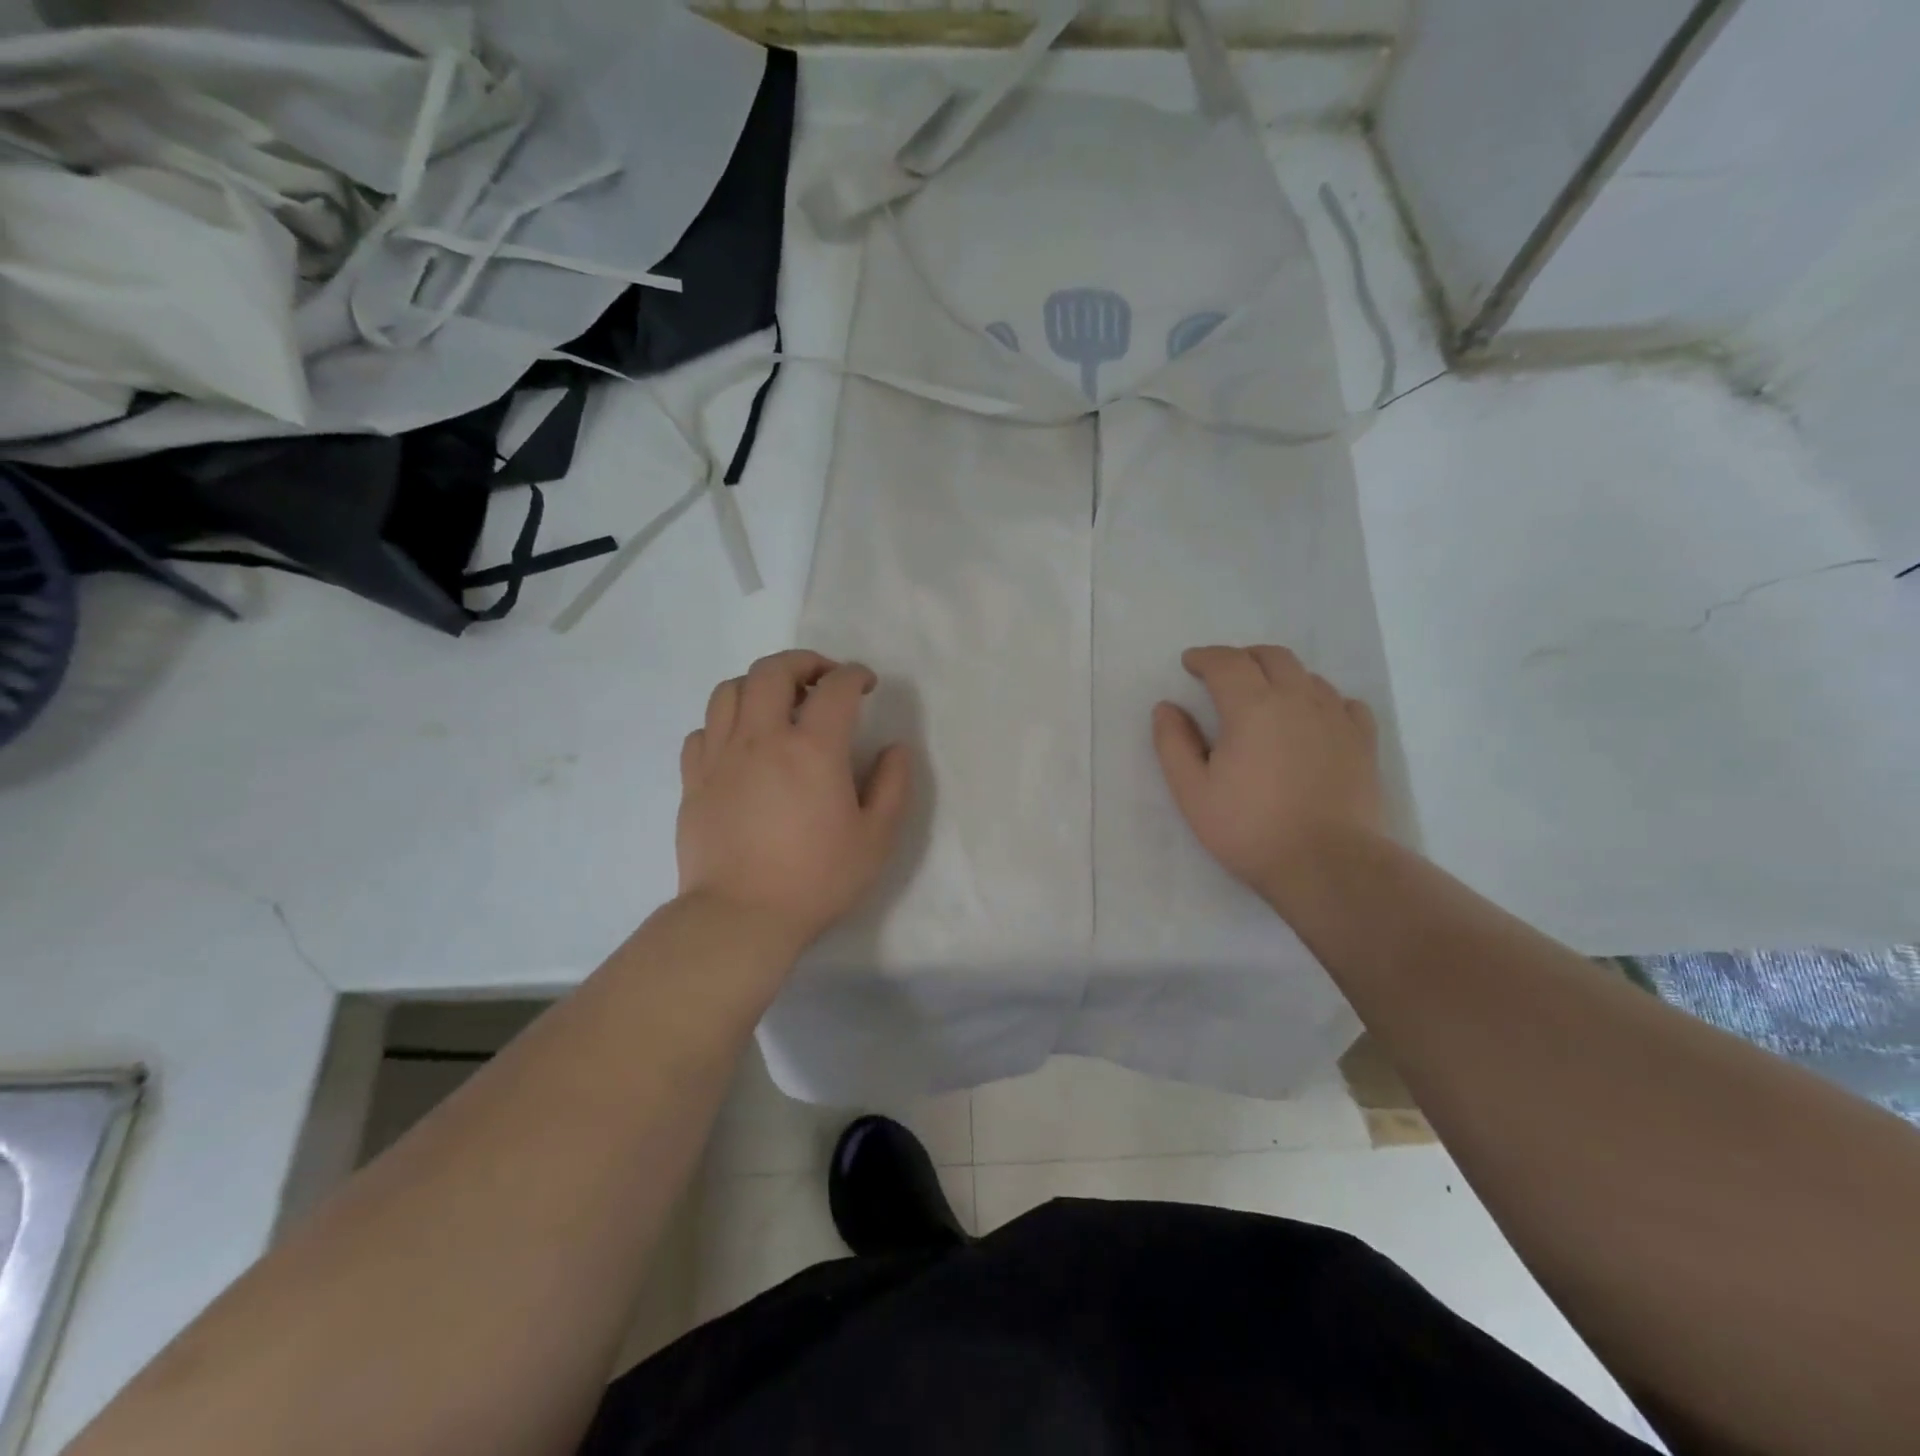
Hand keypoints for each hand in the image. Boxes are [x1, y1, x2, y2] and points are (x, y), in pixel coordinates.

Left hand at [677, 650, 910, 955]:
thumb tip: (895, 748)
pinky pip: (704, 730)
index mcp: (813, 749)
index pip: (835, 687)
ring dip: (759, 684)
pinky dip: (726, 723)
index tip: (866, 684)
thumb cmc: (815, 879)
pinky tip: (741, 744)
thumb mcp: (875, 838)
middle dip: (803, 662)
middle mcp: (762, 738)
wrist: (740, 917)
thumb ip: (892, 786)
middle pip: (772, 670)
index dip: (855, 675)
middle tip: (822, 679)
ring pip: (730, 690)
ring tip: (777, 703)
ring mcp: (721, 756)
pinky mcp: (694, 780)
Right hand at [1152, 645, 1385, 903]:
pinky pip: (1344, 703)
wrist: (1326, 864)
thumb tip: (1166, 707)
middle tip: (1224, 674)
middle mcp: (1297, 699)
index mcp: (1252, 707)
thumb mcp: (1193, 792)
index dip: (1205, 657)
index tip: (1190, 663)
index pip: (1226, 662)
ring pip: (1309, 677)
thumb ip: (1174, 744)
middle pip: (1272, 657)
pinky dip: (1322, 700)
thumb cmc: (1249, 829)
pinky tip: (1314, 719)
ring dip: (1281, 676)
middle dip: (1243, 658)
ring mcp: (1336, 718)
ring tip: (1265, 697)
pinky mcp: (1363, 742)